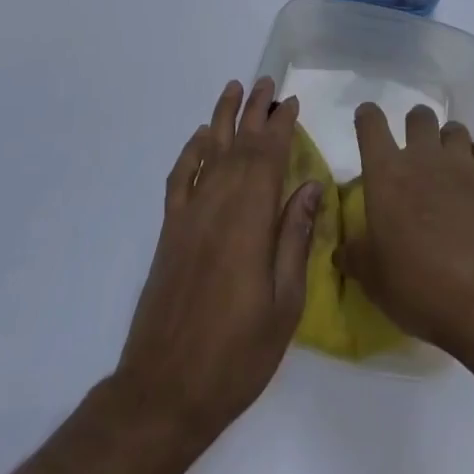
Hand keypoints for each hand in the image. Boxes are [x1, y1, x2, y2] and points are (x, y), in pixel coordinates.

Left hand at [114, 79, 321, 447]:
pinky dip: (190, 153)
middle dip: (255, 112)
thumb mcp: (284, 305)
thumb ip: (294, 239)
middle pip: (239, 146)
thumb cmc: (236, 354)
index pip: (268, 158)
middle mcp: (217, 206)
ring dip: (222, 119)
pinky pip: (179, 179)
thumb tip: (308, 186)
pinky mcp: (170, 233)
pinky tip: (200, 139)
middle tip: (267, 82)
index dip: (281, 126)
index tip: (291, 102)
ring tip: (234, 89)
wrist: (164, 391)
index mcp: (249, 221)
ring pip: (208, 153)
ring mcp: (188, 217)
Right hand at [338, 103, 473, 368]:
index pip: (371, 124)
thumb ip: (356, 257)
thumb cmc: (421, 287)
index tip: (367, 121)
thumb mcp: (375, 281)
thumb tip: (342, 252)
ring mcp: (463, 163)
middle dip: (415, 127)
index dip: (367, 118)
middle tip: (415, 152)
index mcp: (387, 173)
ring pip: (454, 129)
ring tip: (448, 167)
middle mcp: (424, 157)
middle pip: (419, 116)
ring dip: (447, 142)